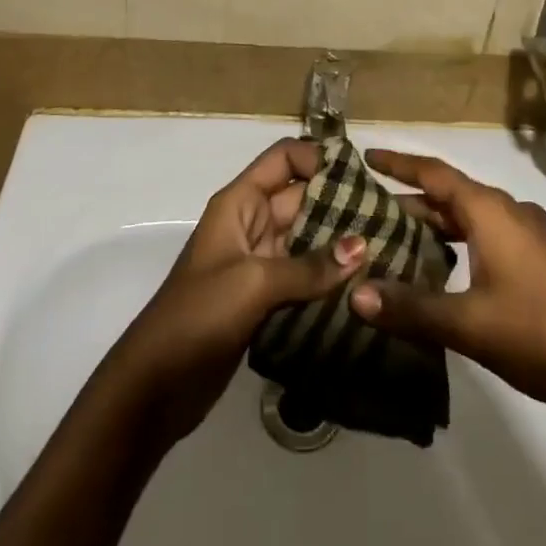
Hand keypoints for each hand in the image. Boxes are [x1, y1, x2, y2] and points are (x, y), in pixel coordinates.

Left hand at [105, 138, 365, 445]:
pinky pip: (304, 276)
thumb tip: (363, 246)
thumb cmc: (197, 315)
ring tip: (388, 247)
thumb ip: (309, 266)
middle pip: (301, 198)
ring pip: (306, 238)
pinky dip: (330, 278)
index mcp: (240, 203)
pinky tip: (366, 285)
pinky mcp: (265, 300)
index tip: (363, 175)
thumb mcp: (253, 283)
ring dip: (340, 243)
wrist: (155, 386)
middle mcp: (251, 224)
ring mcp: (259, 263)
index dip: (319, 159)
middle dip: (341, 202)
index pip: (284, 159)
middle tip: (390, 215)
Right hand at [348, 150, 545, 428]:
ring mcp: (531, 236)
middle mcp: (510, 212)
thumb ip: (410, 307)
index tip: (367, 157)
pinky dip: (459, 241)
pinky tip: (445, 268)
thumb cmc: (538, 333)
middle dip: (411, 199)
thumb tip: (354, 294)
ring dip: (436, 223)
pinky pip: (489, 236)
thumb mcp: (468, 324)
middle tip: (370, 209)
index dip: (399, 164)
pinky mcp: (542, 261)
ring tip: (399, 237)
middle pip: (451, 194)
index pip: (434, 173)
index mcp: (491, 211)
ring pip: (471, 217)